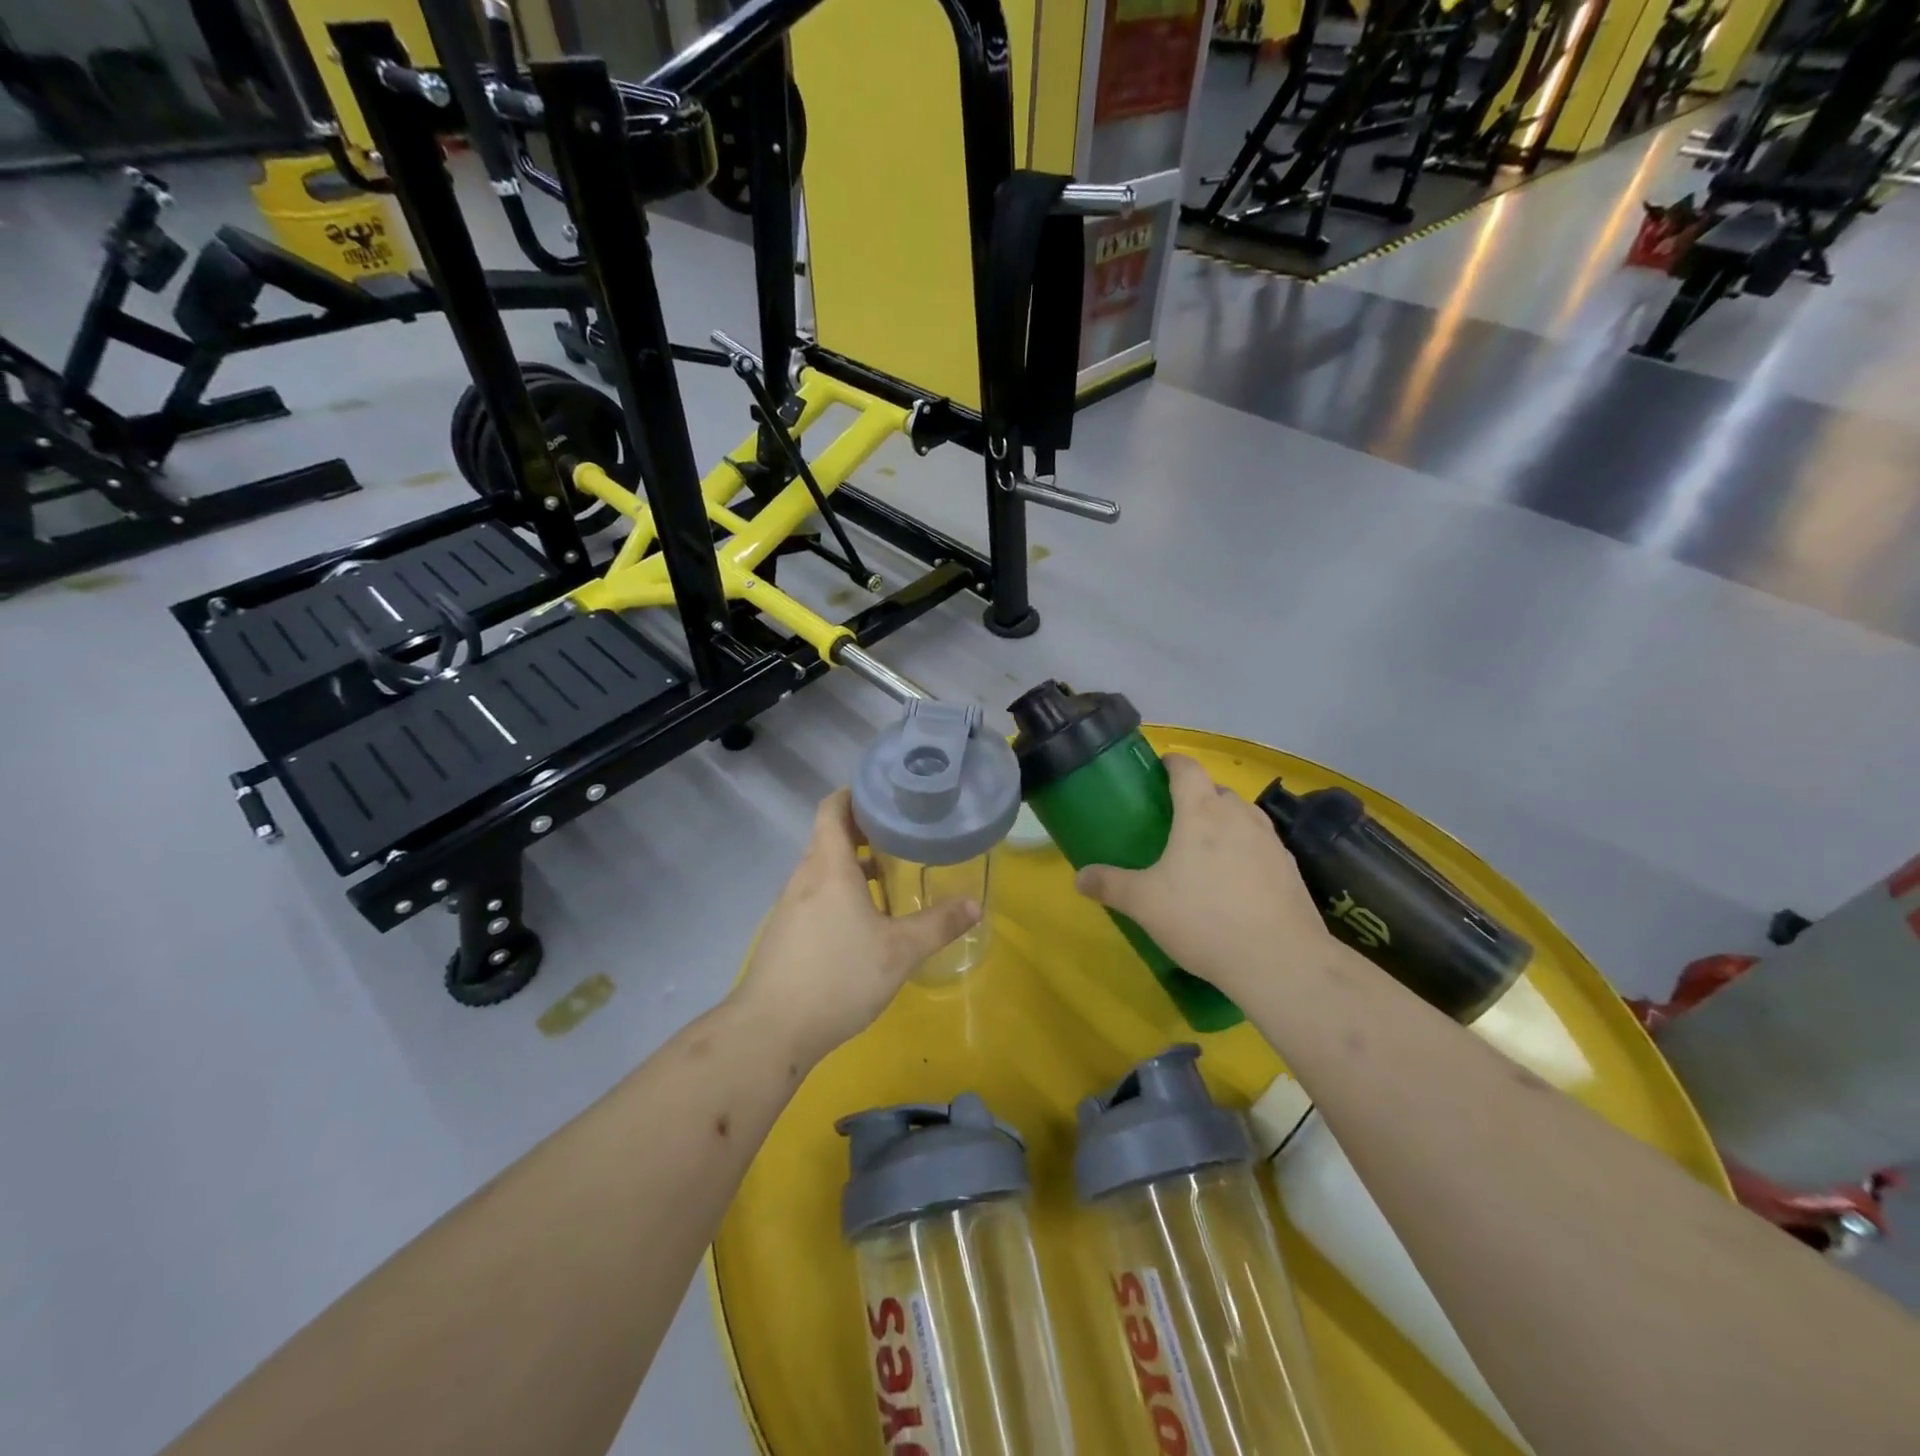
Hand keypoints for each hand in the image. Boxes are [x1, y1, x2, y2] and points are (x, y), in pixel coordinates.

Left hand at [733, 789, 980, 1061]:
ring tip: (888, 876)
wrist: (771, 1029)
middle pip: (829, 837)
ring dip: (852, 865)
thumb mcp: (899, 952)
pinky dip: (839, 892)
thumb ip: (938, 925)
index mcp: (828, 868)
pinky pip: (815, 895)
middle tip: (901, 833)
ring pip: (822, 870)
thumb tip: (975, 904)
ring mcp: (789, 906)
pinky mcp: (785, 933)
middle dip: (862, 831)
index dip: (854, 794)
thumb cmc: (838, 977)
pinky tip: (863, 921)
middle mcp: (804, 878)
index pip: (832, 809)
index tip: (884, 792)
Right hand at [1075, 754, 1332, 1000]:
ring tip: (1207, 848)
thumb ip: (1110, 885)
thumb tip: (1079, 877)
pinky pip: (1263, 846)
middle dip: (1198, 796)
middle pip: (1217, 790)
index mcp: (1201, 812)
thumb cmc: (1203, 918)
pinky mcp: (1291, 869)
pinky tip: (1237, 880)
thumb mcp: (1144, 904)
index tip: (1160, 768)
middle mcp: (1239, 816)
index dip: (1173, 762)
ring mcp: (1271, 842)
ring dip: (1226, 821)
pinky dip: (1247, 850)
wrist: (1279, 960)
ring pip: (1244, 816)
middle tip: (1176, 819)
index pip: (1188, 768)